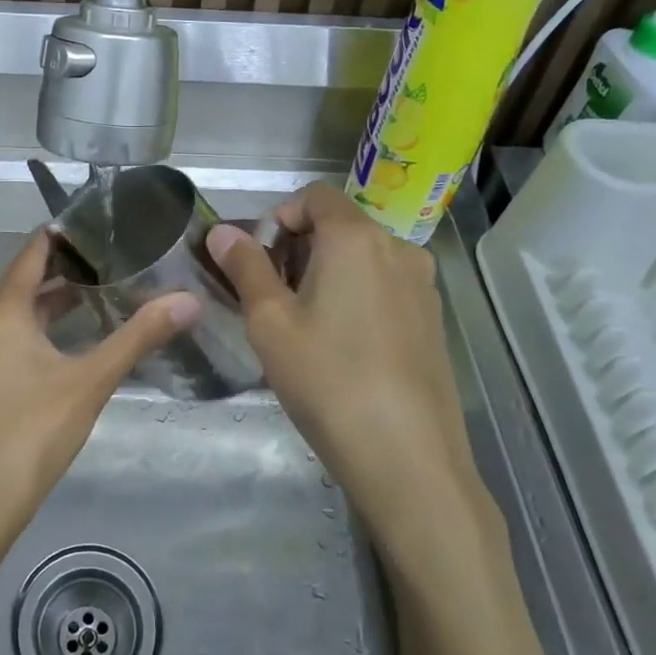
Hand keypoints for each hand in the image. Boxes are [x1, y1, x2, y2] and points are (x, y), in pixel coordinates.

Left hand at [0, 230, 197, 537]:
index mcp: (2, 312)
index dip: (64, 235)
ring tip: (102, 292)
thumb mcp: (92, 380)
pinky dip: (41, 326)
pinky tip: (73, 338)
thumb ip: (139, 337)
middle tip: (115, 258)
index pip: (33, 253)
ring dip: (55, 300)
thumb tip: (188, 301)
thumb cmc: (35, 431)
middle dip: (68, 269)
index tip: (101, 224)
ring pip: (18, 311)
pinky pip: (11, 334)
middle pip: (25, 281)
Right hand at [207, 183, 497, 550]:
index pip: (313, 196)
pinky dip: (357, 296)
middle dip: (299, 249)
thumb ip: (245, 267)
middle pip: (339, 225)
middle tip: (273, 299)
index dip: (278, 218)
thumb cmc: (327, 380)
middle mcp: (398, 248)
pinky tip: (343, 348)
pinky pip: (385, 286)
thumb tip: (221, 232)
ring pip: (363, 258)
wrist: (408, 458)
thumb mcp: (270, 322)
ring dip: (328, 274)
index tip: (257, 263)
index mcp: (356, 237)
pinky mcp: (434, 319)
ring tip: (305, 327)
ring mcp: (423, 285)